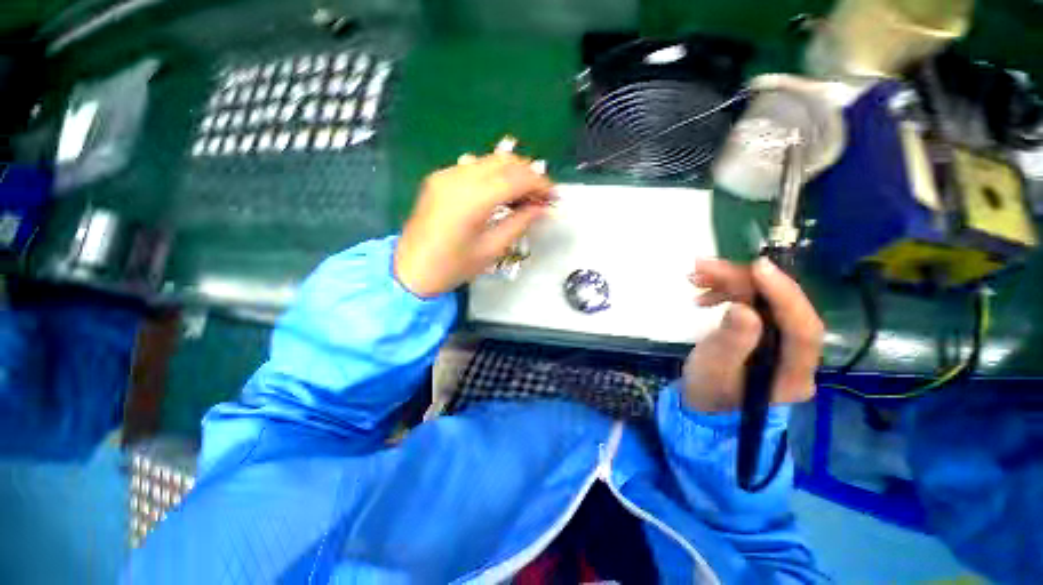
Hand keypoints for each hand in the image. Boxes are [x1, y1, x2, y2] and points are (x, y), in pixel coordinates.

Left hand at [394, 153, 554, 296]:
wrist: (410, 270)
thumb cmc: (452, 267)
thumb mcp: (492, 249)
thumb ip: (520, 223)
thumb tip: (542, 208)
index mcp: (473, 199)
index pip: (516, 178)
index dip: (540, 184)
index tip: (553, 196)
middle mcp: (458, 178)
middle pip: (505, 162)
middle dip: (529, 175)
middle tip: (541, 196)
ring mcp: (446, 175)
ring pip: (490, 160)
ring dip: (512, 173)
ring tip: (524, 195)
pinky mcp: (439, 178)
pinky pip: (474, 166)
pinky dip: (494, 174)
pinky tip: (500, 192)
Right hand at [683, 257, 823, 412]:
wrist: (703, 400)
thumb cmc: (708, 390)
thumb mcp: (714, 369)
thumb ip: (731, 342)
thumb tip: (744, 308)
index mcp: (793, 373)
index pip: (803, 329)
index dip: (784, 295)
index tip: (758, 267)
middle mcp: (796, 354)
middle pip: (781, 306)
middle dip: (743, 281)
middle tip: (704, 267)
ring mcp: (781, 340)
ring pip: (764, 299)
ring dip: (730, 282)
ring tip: (695, 277)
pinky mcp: (765, 331)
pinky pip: (752, 303)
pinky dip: (727, 292)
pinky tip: (703, 293)